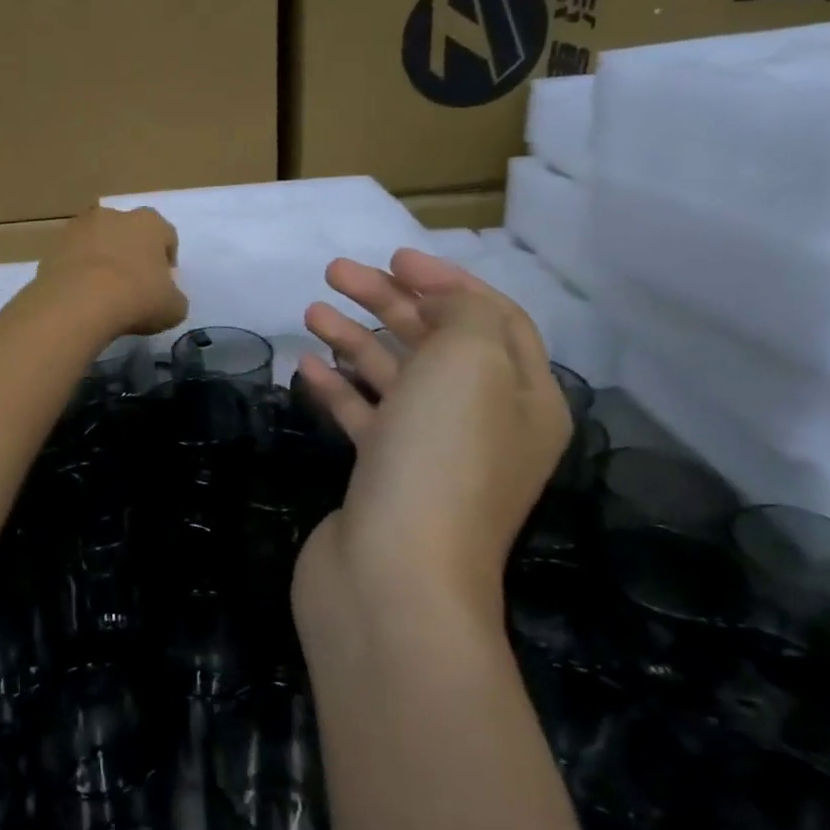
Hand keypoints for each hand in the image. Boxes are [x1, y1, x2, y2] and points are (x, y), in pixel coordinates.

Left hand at [35, 206, 188, 336]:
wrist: (79, 302)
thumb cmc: (136, 298)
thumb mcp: (173, 308)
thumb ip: (174, 298)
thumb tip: (167, 298)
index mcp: (149, 222)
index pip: (165, 235)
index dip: (166, 260)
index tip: (162, 284)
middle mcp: (114, 215)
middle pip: (127, 233)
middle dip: (130, 254)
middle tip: (131, 286)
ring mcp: (78, 228)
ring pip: (96, 242)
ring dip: (101, 260)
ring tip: (101, 293)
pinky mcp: (52, 246)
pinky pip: (72, 258)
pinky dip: (76, 272)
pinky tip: (80, 297)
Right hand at [293, 250, 570, 617]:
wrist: (395, 573)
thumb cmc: (441, 454)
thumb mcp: (470, 362)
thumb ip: (464, 315)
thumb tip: (441, 304)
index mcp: (523, 397)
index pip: (494, 319)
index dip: (447, 281)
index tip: (394, 256)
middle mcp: (483, 423)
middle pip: (436, 343)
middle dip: (390, 301)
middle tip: (336, 272)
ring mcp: (430, 452)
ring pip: (394, 377)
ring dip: (356, 338)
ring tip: (311, 310)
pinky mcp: (383, 476)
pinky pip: (363, 416)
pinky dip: (337, 387)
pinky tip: (306, 365)